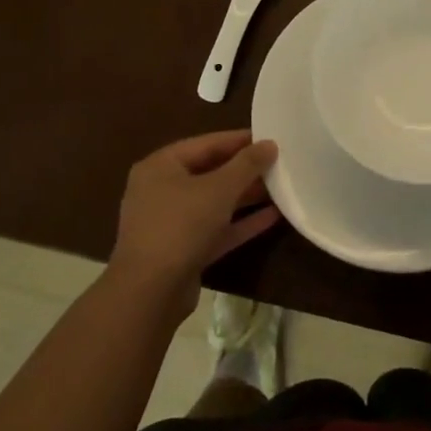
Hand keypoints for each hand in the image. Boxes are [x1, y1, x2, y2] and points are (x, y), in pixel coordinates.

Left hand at [111, 131, 279, 299]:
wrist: (149, 293)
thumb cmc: (181, 225)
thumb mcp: (219, 188)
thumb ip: (247, 164)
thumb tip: (270, 144)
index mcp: (161, 166)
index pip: (206, 144)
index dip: (240, 140)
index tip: (270, 137)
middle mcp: (161, 190)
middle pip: (210, 172)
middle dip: (245, 170)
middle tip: (279, 163)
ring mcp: (171, 223)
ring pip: (214, 203)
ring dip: (246, 196)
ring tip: (281, 187)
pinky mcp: (182, 251)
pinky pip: (215, 229)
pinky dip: (240, 223)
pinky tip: (272, 217)